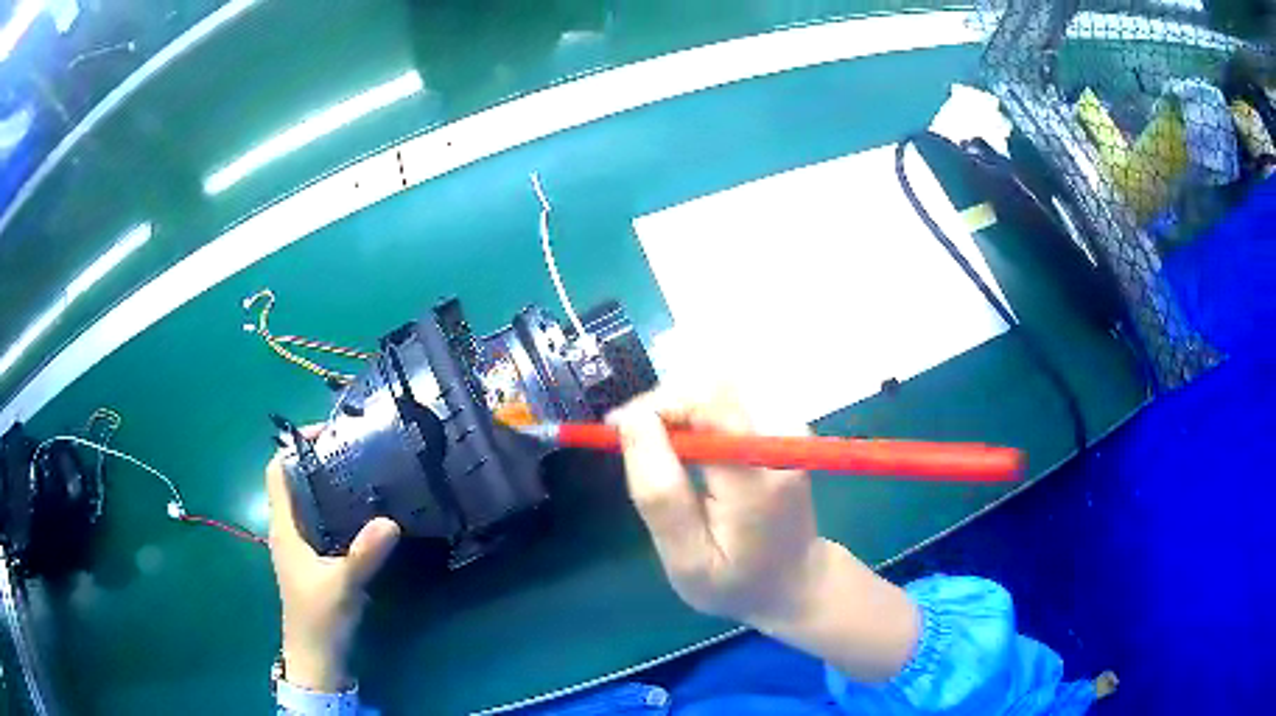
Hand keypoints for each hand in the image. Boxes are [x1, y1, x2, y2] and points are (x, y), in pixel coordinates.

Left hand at [265, 429, 400, 691]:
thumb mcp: (342, 585)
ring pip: (310, 502)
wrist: (316, 656)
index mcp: (284, 528)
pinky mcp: (314, 559)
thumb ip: (364, 554)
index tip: (327, 433)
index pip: (277, 472)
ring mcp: (301, 545)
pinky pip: (322, 521)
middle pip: (295, 482)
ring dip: (329, 484)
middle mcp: (288, 530)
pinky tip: (364, 512)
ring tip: (363, 471)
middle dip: (319, 461)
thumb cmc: (319, 617)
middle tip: (355, 449)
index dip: (294, 447)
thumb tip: (391, 521)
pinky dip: (338, 508)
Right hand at [610, 385, 919, 682]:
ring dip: (679, 402)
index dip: (656, 405)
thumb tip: (634, 422)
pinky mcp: (787, 423)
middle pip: (714, 386)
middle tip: (631, 439)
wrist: (794, 579)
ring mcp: (790, 426)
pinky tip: (687, 440)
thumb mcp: (686, 559)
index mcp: (758, 479)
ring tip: (656, 442)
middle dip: (663, 402)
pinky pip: (733, 393)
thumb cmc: (736, 581)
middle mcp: (782, 439)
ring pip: (721, 383)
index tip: (616, 429)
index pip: (708, 405)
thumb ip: (660, 496)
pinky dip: (698, 407)